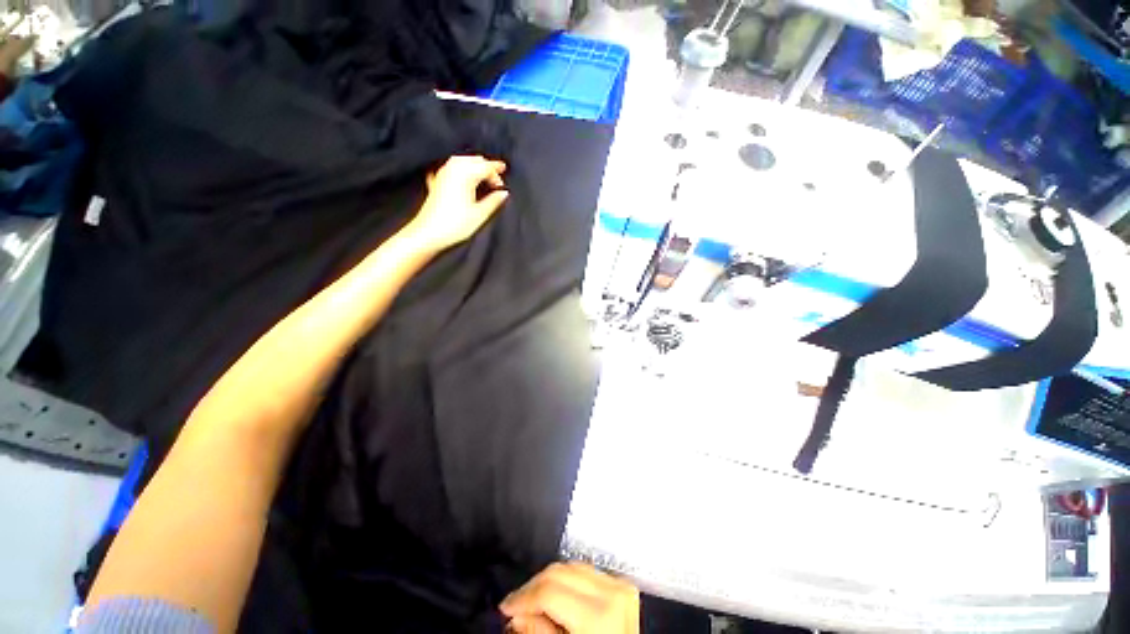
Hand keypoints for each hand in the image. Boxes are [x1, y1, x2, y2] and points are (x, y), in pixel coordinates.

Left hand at [407, 155, 508, 251]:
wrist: (428, 233)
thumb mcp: (480, 215)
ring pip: (461, 161)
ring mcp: (442, 175)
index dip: (497, 173)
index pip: (485, 167)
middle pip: (473, 160)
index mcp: (465, 175)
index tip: (503, 183)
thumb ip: (493, 201)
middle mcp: (453, 170)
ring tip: (483, 175)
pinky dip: (460, 169)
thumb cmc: (454, 225)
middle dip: (486, 166)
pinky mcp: (436, 182)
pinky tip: (461, 176)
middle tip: (497, 177)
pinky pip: (450, 168)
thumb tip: (503, 194)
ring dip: (473, 165)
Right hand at [501, 562, 639, 633]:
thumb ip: (541, 633)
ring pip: (570, 566)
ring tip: (533, 599)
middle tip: (515, 604)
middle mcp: (612, 592)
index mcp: (599, 615)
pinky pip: (585, 571)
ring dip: (548, 580)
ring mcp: (619, 585)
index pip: (550, 591)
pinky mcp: (622, 584)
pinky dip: (566, 579)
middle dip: (533, 586)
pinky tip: (556, 594)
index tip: (505, 607)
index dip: (523, 597)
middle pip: (559, 572)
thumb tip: (517, 614)